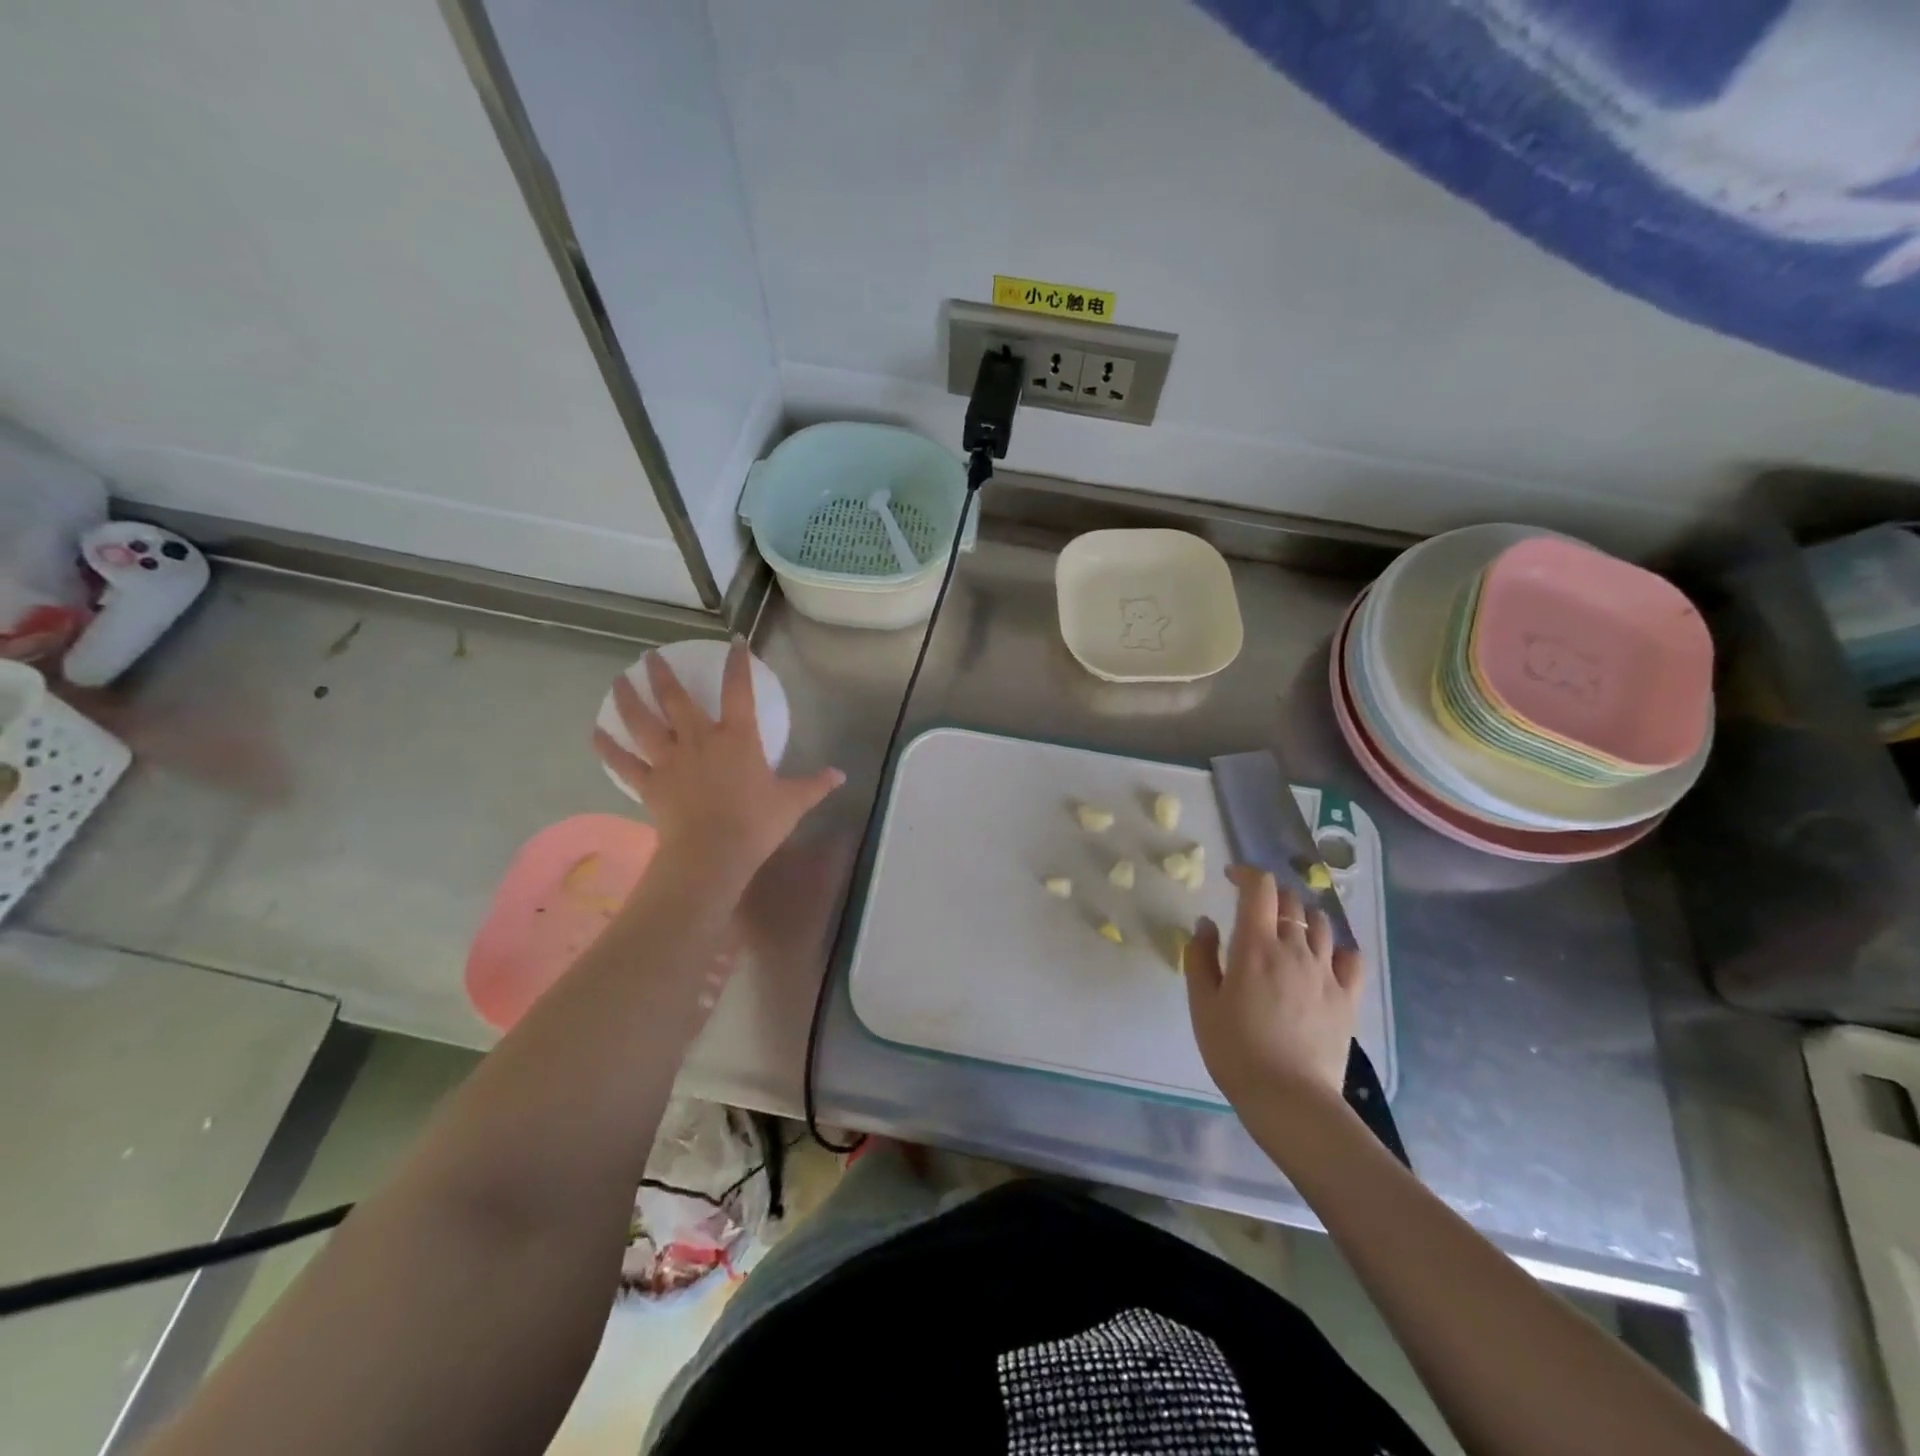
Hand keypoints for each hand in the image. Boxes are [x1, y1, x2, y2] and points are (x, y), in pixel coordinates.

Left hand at [592, 641, 844, 884]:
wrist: (714, 853)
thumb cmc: (756, 823)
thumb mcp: (793, 802)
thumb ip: (816, 785)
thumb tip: (842, 775)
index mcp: (738, 738)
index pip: (739, 691)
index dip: (738, 664)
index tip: (734, 641)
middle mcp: (700, 739)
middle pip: (676, 699)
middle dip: (663, 674)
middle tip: (651, 656)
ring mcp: (670, 760)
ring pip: (643, 722)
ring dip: (628, 699)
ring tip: (618, 680)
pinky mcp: (650, 783)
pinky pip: (624, 762)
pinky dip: (608, 748)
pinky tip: (595, 733)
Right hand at [1184, 865, 1362, 1110]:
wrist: (1289, 1099)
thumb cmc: (1235, 1050)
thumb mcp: (1202, 1003)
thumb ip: (1200, 956)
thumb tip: (1207, 923)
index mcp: (1256, 945)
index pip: (1260, 888)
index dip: (1246, 873)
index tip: (1231, 878)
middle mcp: (1295, 948)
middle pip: (1291, 900)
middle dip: (1270, 895)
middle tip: (1253, 910)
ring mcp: (1327, 972)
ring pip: (1320, 923)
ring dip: (1301, 916)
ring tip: (1287, 931)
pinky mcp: (1348, 997)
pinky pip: (1350, 956)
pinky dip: (1335, 946)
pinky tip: (1323, 957)